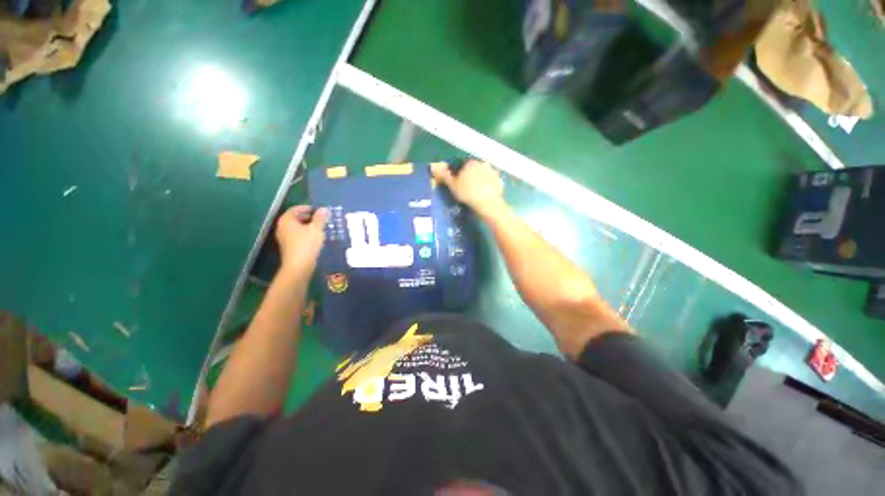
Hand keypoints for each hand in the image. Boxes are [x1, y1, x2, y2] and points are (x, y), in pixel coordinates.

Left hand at [275, 205, 328, 276]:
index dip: (308, 208)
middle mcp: (282, 227)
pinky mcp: (288, 246)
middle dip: (309, 217)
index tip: (320, 211)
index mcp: (286, 220)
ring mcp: (284, 237)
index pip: (296, 208)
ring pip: (297, 227)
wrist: (299, 266)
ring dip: (309, 226)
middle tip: (322, 219)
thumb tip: (324, 209)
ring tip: (321, 228)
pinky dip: (306, 233)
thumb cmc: (307, 244)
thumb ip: (320, 218)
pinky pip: (297, 235)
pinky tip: (316, 237)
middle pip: (296, 217)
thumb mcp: (316, 229)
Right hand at [431, 159, 505, 218]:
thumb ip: (445, 175)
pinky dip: (486, 186)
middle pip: (472, 168)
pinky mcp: (499, 181)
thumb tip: (435, 167)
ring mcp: (492, 171)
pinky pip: (490, 181)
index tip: (456, 182)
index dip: (457, 173)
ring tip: (474, 192)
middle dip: (468, 175)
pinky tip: (483, 194)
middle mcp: (482, 163)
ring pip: (482, 174)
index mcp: (470, 162)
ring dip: (478, 180)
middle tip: (464, 188)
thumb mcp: (452, 185)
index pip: (461, 164)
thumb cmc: (468, 193)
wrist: (488, 204)